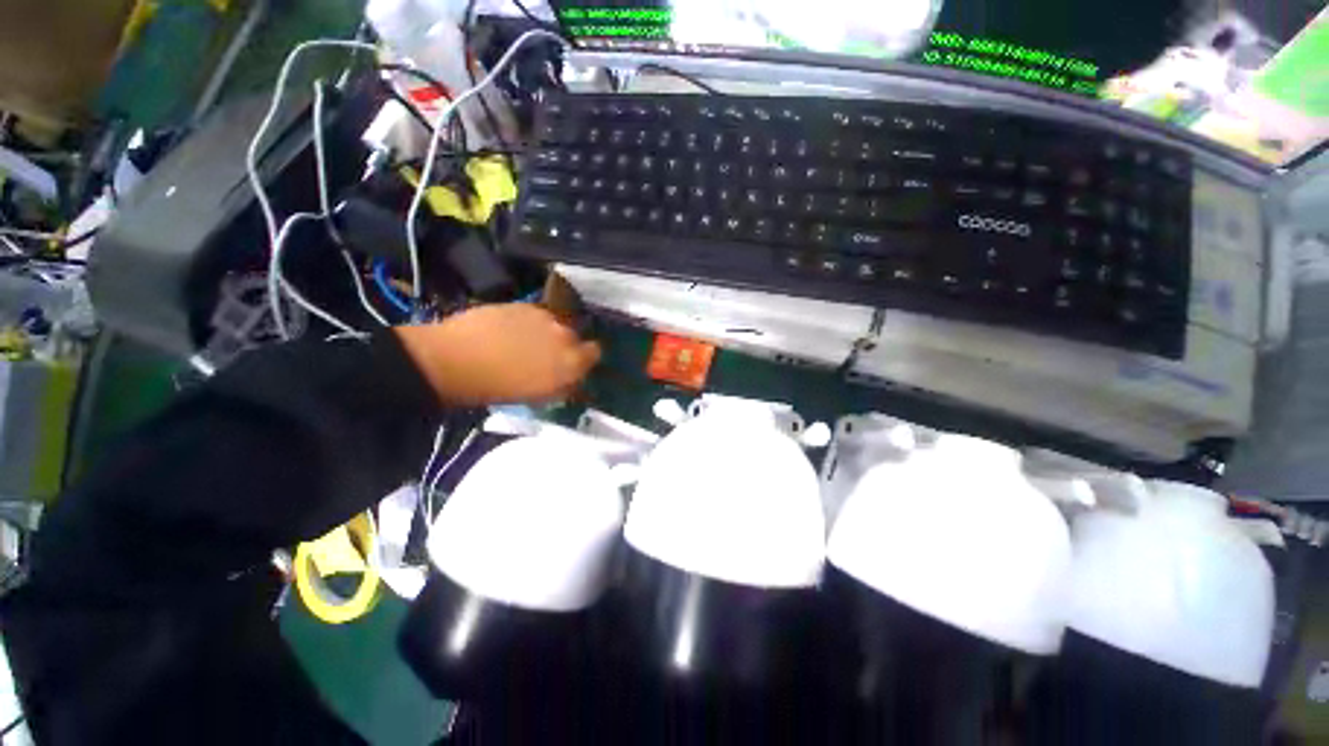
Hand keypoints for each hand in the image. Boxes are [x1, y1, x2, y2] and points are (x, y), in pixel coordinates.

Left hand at [394, 304, 601, 404]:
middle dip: (564, 344)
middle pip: (574, 336)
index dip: (585, 357)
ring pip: (554, 323)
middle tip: (543, 355)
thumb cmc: (499, 388)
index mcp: (572, 361)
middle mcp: (565, 334)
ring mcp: (544, 316)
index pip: (595, 352)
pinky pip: (534, 314)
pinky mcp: (523, 304)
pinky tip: (507, 331)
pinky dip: (526, 322)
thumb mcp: (539, 396)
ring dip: (545, 332)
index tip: (574, 363)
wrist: (455, 360)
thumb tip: (572, 379)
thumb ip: (563, 385)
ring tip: (522, 342)